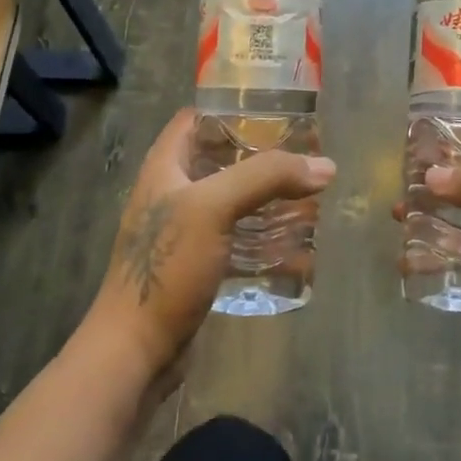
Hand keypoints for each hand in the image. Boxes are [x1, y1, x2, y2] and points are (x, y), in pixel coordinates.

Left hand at [79, 109, 336, 385]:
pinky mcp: (197, 265)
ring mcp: (184, 231)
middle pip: (221, 158)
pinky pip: (236, 239)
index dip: (233, 108)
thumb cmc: (167, 267)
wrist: (135, 352)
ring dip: (267, 197)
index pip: (197, 118)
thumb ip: (266, 178)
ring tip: (308, 195)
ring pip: (232, 200)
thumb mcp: (213, 208)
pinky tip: (296, 244)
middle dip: (262, 156)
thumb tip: (325, 166)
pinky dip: (264, 237)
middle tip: (305, 156)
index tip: (278, 110)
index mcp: (165, 167)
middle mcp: (172, 192)